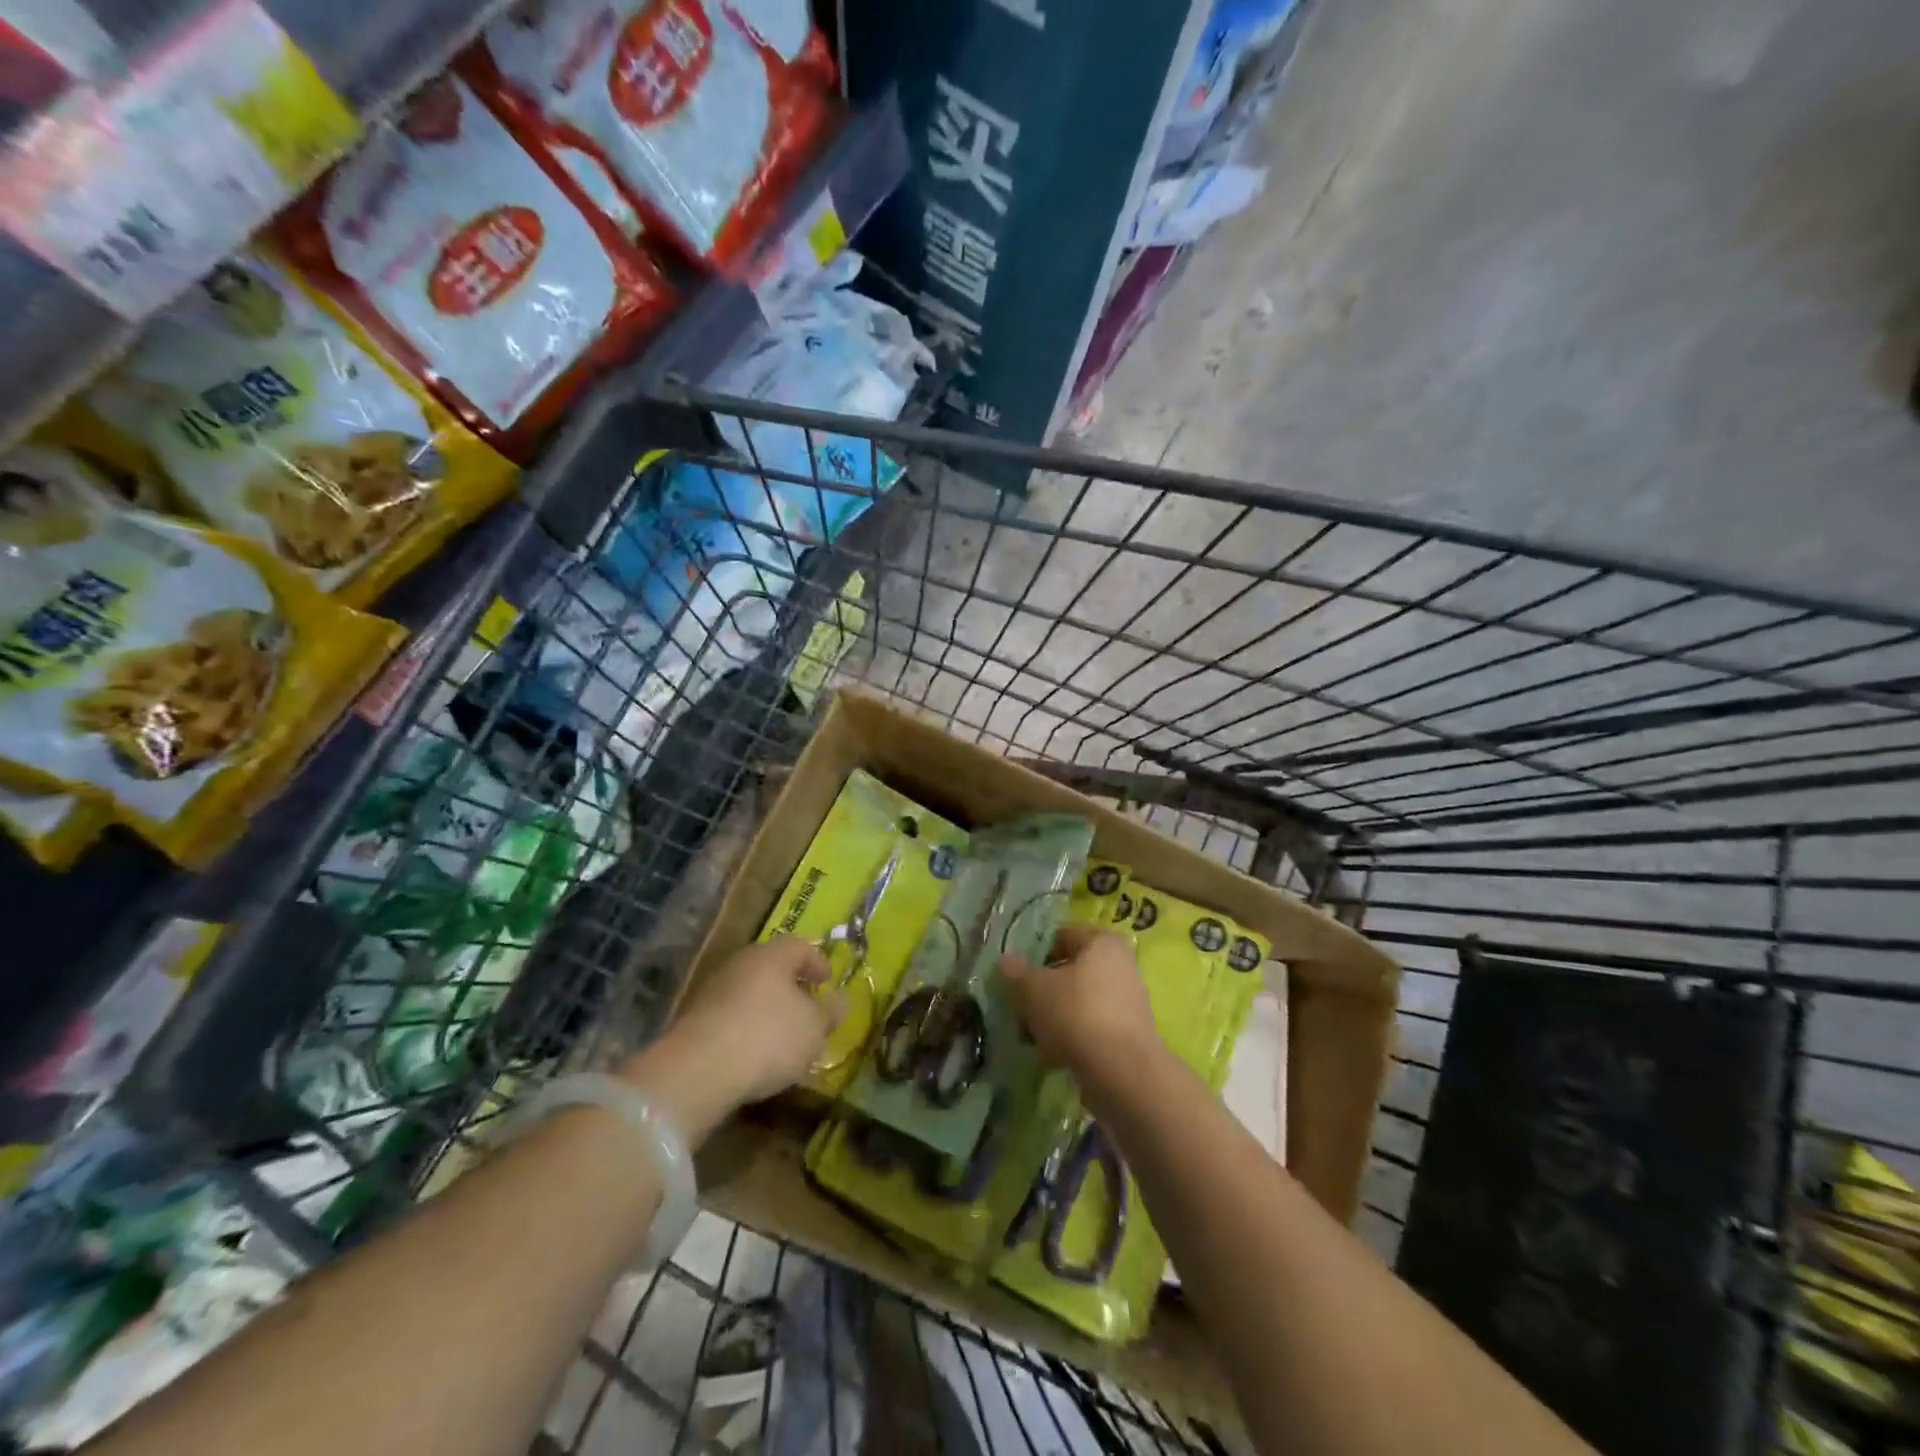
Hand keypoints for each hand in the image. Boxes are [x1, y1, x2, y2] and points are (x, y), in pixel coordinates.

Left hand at [624, 937, 842, 1141]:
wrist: (697, 1070)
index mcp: (773, 955)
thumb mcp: (814, 1028)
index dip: (818, 962)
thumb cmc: (768, 1037)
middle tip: (807, 1006)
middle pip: (772, 967)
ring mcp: (713, 990)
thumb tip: (840, 999)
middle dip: (791, 985)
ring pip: (749, 991)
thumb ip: (829, 1011)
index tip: (828, 981)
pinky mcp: (694, 1019)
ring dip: (766, 1007)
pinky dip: (745, 1027)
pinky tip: (753, 1052)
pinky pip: (730, 1016)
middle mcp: (741, 963)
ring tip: (782, 1035)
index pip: (800, 946)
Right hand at [998, 926, 1161, 1084]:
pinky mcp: (1128, 1036)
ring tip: (1031, 1039)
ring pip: (1076, 1002)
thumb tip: (1005, 961)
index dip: (1033, 954)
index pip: (1060, 936)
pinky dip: (1070, 1038)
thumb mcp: (1033, 990)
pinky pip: (1089, 1027)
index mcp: (1102, 942)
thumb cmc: (1076, 1015)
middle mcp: (1121, 965)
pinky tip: (1051, 1057)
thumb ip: (1015, 973)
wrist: (1123, 1075)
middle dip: (1040, 992)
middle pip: (1068, 972)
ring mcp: (1127, 1002)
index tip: (1014, 977)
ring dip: (1052, 1018)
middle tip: (1019, 1011)